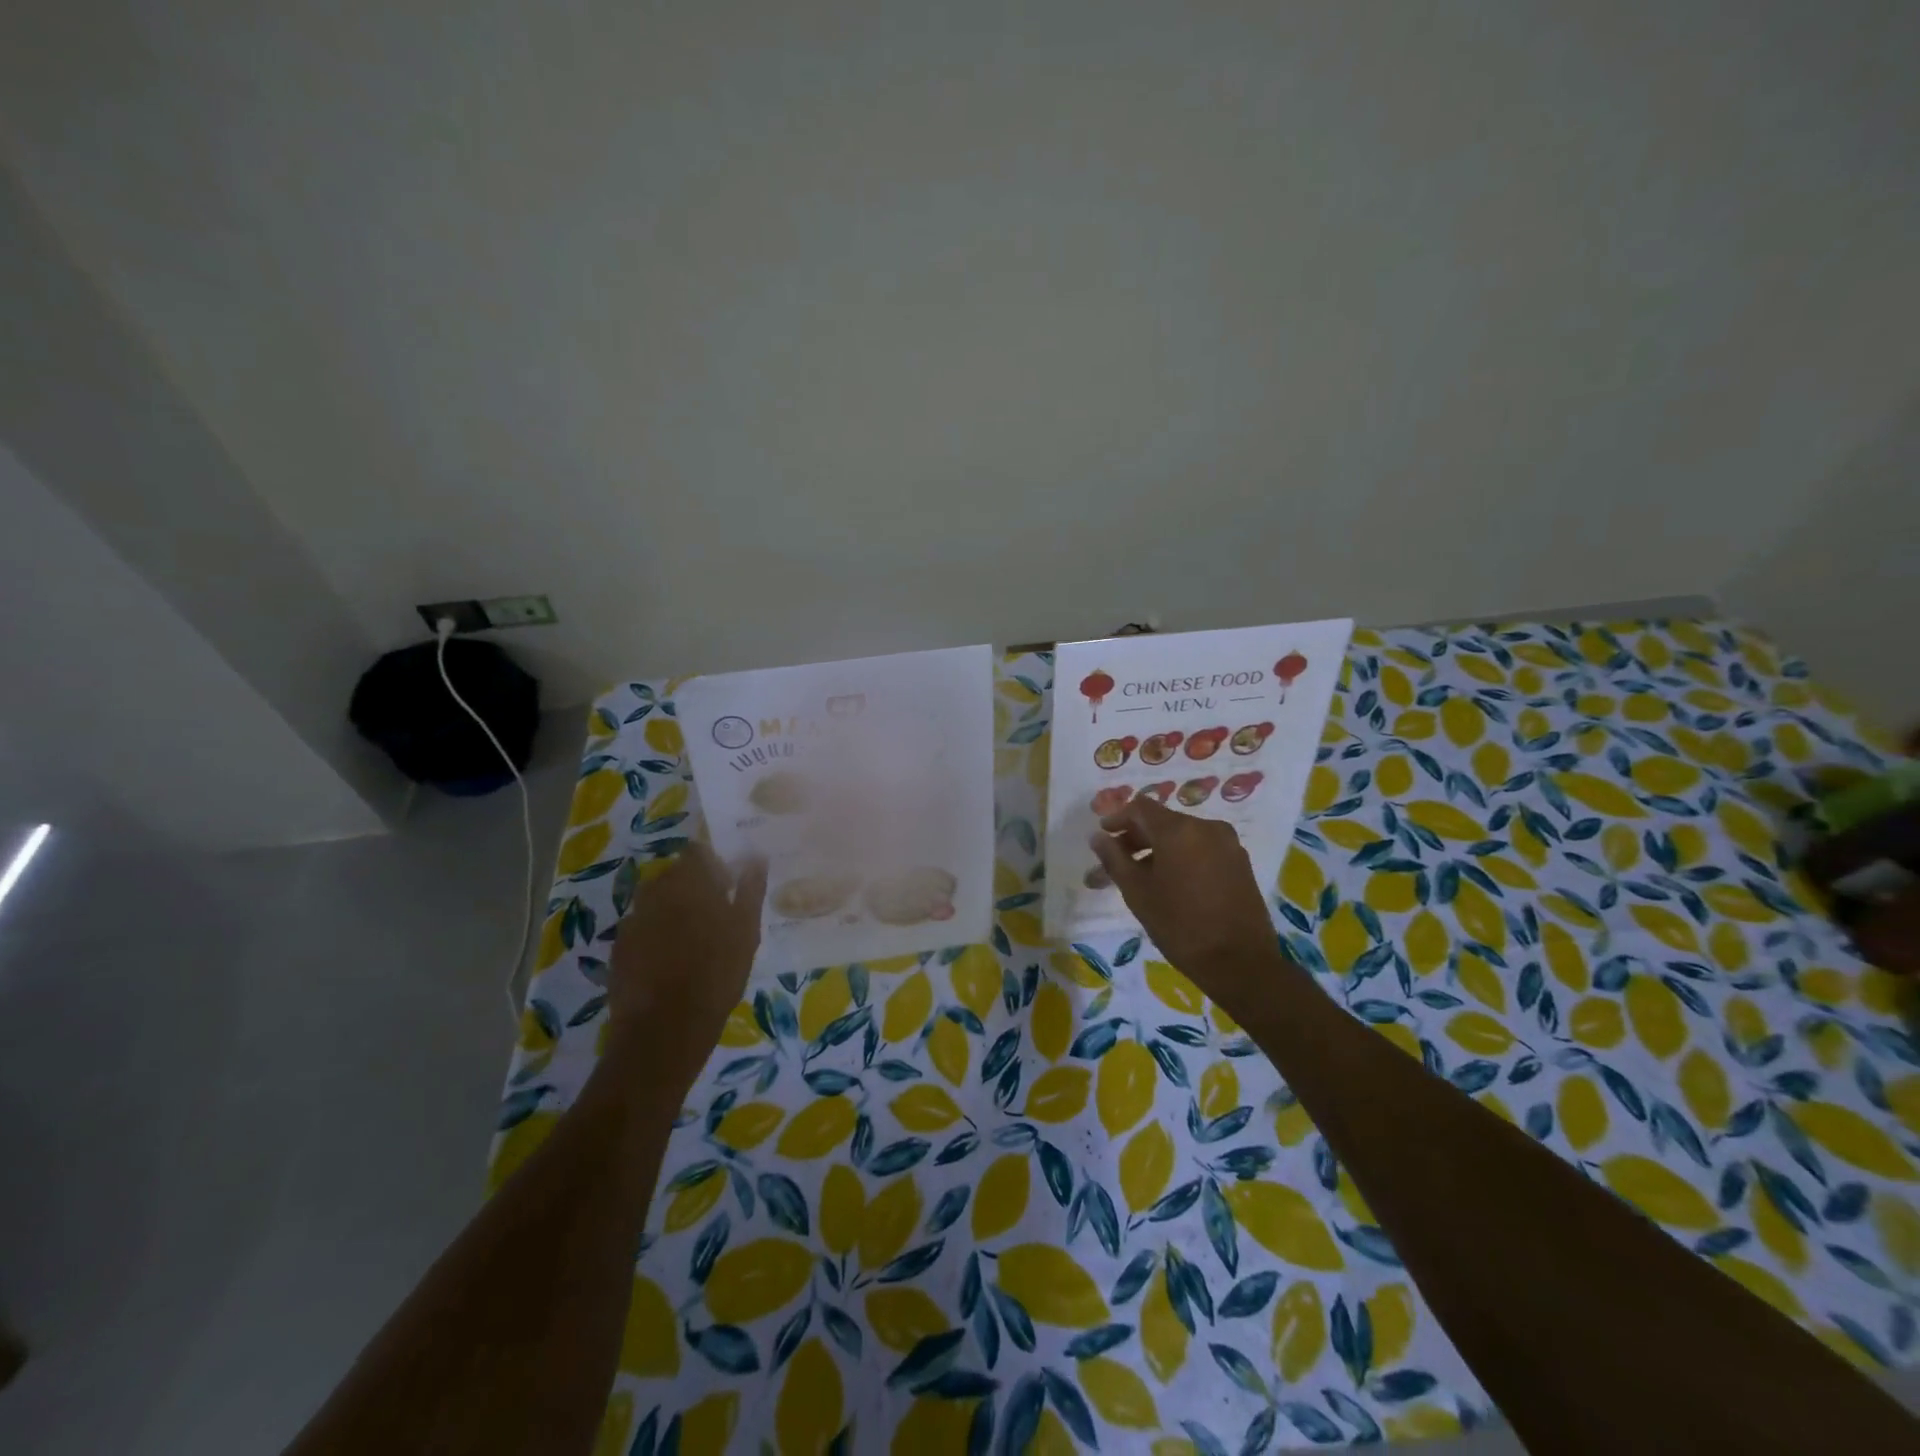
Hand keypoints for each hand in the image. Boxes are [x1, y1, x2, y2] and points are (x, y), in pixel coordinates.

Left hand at [606, 845, 767, 1093]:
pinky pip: (641, 927)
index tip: (727, 882)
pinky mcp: (619, 946)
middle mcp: (656, 891)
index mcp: (689, 882)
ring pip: (656, 900)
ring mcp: (633, 918)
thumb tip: (755, 857)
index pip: (697, 852)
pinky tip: (669, 959)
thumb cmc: (716, 975)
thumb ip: (750, 890)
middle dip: (692, 886)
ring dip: (672, 909)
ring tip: (692, 938)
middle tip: (714, 913)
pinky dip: (655, 933)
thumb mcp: (745, 932)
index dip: (712, 863)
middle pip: (674, 874)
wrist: (664, 1028)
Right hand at [1090, 798, 1281, 1008]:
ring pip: (1182, 837)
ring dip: (1157, 850)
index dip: (1117, 818)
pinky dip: (1180, 858)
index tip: (1103, 837)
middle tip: (1114, 864)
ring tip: (1139, 878)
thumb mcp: (1138, 892)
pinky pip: (1201, 849)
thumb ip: (1114, 859)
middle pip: (1162, 822)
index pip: (1141, 807)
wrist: (1241, 963)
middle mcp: (1207, 827)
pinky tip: (1170, 884)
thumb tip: (1098, 837)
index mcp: (1179, 830)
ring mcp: (1228, 845)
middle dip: (1135, 839)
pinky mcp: (1239, 863)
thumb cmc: (1180, 926)